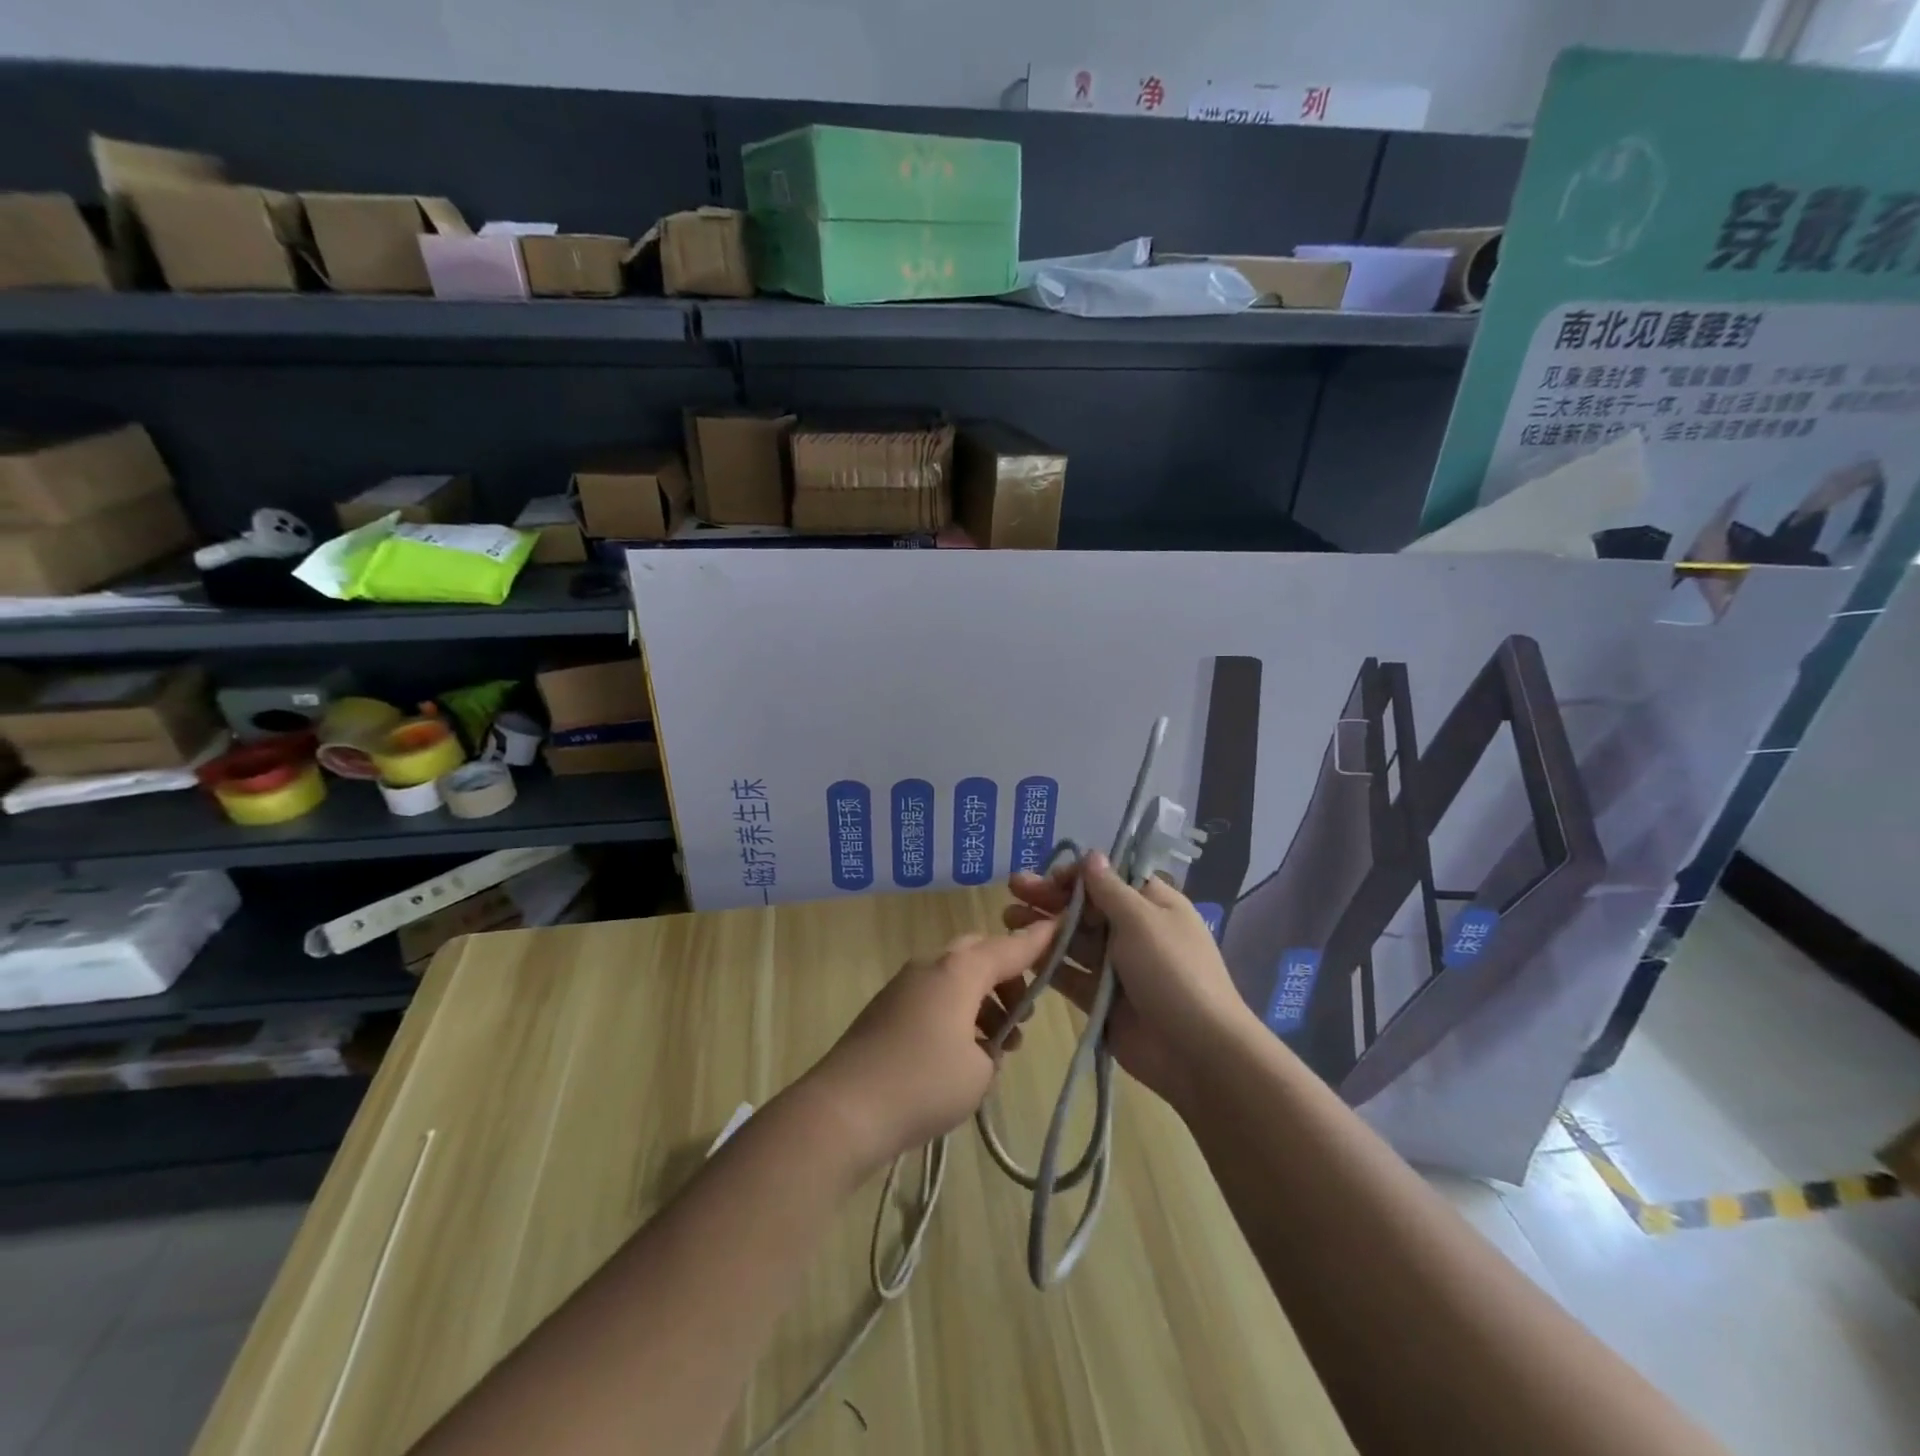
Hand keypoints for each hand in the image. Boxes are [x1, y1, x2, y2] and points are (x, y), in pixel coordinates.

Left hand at [808, 919, 1056, 1170]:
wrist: (844, 1109)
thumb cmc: (922, 1084)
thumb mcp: (978, 1073)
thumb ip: (992, 1046)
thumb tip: (981, 1043)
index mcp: (959, 970)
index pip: (1010, 947)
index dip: (1039, 942)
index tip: (1062, 928)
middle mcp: (931, 965)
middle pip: (978, 953)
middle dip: (1006, 974)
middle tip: (1022, 1013)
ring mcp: (904, 985)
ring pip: (954, 975)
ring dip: (981, 997)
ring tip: (997, 1044)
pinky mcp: (886, 1008)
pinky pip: (934, 995)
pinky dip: (956, 1010)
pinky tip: (962, 1053)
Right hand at [1005, 852, 1251, 1108]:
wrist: (1196, 1051)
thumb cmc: (1172, 971)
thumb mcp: (1142, 919)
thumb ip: (1109, 889)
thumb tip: (1091, 855)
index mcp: (1152, 905)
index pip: (1109, 879)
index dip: (1078, 875)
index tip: (1050, 876)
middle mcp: (1134, 931)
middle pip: (1086, 908)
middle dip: (1050, 897)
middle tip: (1013, 888)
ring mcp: (1116, 967)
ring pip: (1073, 940)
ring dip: (1042, 927)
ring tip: (1007, 918)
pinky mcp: (1100, 999)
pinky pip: (1070, 975)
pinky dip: (1047, 963)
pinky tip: (1020, 952)